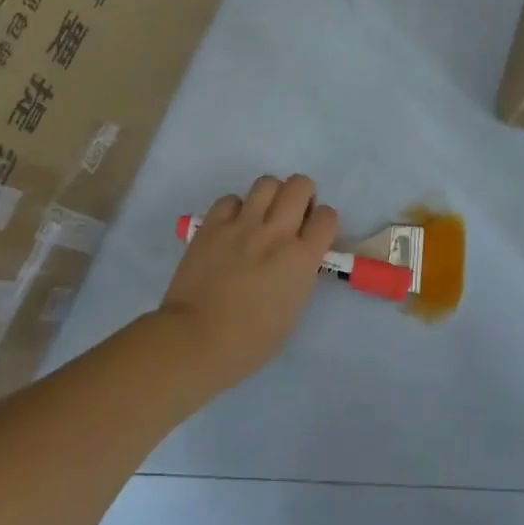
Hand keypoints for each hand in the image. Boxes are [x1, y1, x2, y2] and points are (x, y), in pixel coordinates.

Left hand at [160, 174, 338, 390]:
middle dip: (302, 195)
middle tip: (292, 215)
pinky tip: (231, 227)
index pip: (327, 217)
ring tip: (262, 215)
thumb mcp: (292, 310)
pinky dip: (235, 209)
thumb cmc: (250, 341)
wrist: (196, 340)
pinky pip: (230, 199)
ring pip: (266, 183)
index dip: (322, 222)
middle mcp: (276, 233)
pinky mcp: (211, 226)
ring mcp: (242, 226)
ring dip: (270, 195)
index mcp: (302, 258)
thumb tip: (294, 260)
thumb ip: (299, 275)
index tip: (313, 233)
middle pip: (300, 185)